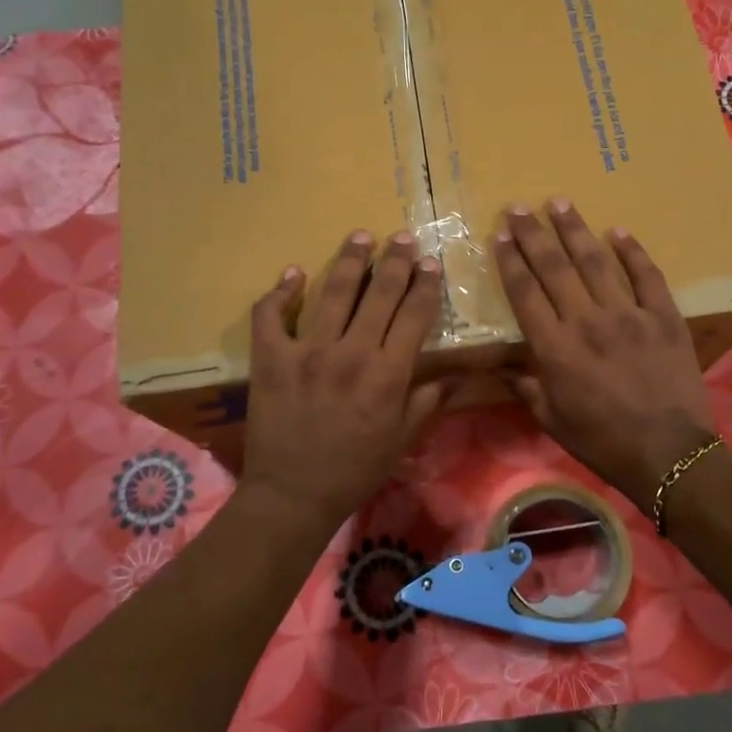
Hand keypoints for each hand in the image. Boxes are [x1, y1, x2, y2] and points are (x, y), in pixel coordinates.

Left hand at [240, 229, 448, 533]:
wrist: (293, 494)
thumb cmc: (355, 469)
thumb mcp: (402, 439)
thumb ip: (428, 399)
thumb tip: (459, 373)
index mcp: (388, 373)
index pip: (414, 315)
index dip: (425, 285)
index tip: (430, 263)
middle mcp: (351, 352)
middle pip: (379, 294)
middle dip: (395, 261)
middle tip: (403, 237)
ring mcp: (307, 351)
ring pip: (333, 292)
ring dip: (350, 261)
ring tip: (361, 236)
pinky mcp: (271, 357)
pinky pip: (271, 315)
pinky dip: (280, 292)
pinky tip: (293, 273)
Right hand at [496, 199, 717, 512]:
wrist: (667, 453)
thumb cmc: (601, 440)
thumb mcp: (551, 418)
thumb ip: (525, 385)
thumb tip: (502, 364)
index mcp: (555, 348)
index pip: (524, 292)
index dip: (510, 260)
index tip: (500, 233)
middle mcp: (586, 321)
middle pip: (553, 267)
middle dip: (533, 234)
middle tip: (520, 206)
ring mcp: (628, 315)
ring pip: (596, 262)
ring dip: (575, 230)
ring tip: (560, 202)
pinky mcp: (663, 317)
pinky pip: (647, 275)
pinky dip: (632, 252)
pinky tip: (619, 231)